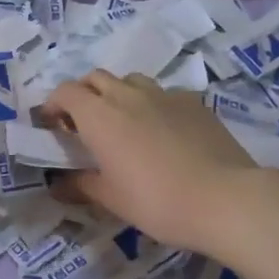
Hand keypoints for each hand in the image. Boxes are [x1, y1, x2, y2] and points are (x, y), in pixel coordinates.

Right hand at [42, 72, 266, 255]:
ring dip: (117, 93)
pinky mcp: (193, 102)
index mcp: (99, 116)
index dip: (53, 104)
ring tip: (123, 121)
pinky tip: (162, 130)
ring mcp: (163, 94)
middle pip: (95, 77)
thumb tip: (58, 184)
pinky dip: (152, 104)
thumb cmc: (157, 201)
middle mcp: (127, 95)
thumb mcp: (111, 200)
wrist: (225, 199)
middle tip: (84, 123)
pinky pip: (163, 94)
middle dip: (83, 94)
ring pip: (130, 80)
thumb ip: (80, 185)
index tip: (52, 125)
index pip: (65, 92)